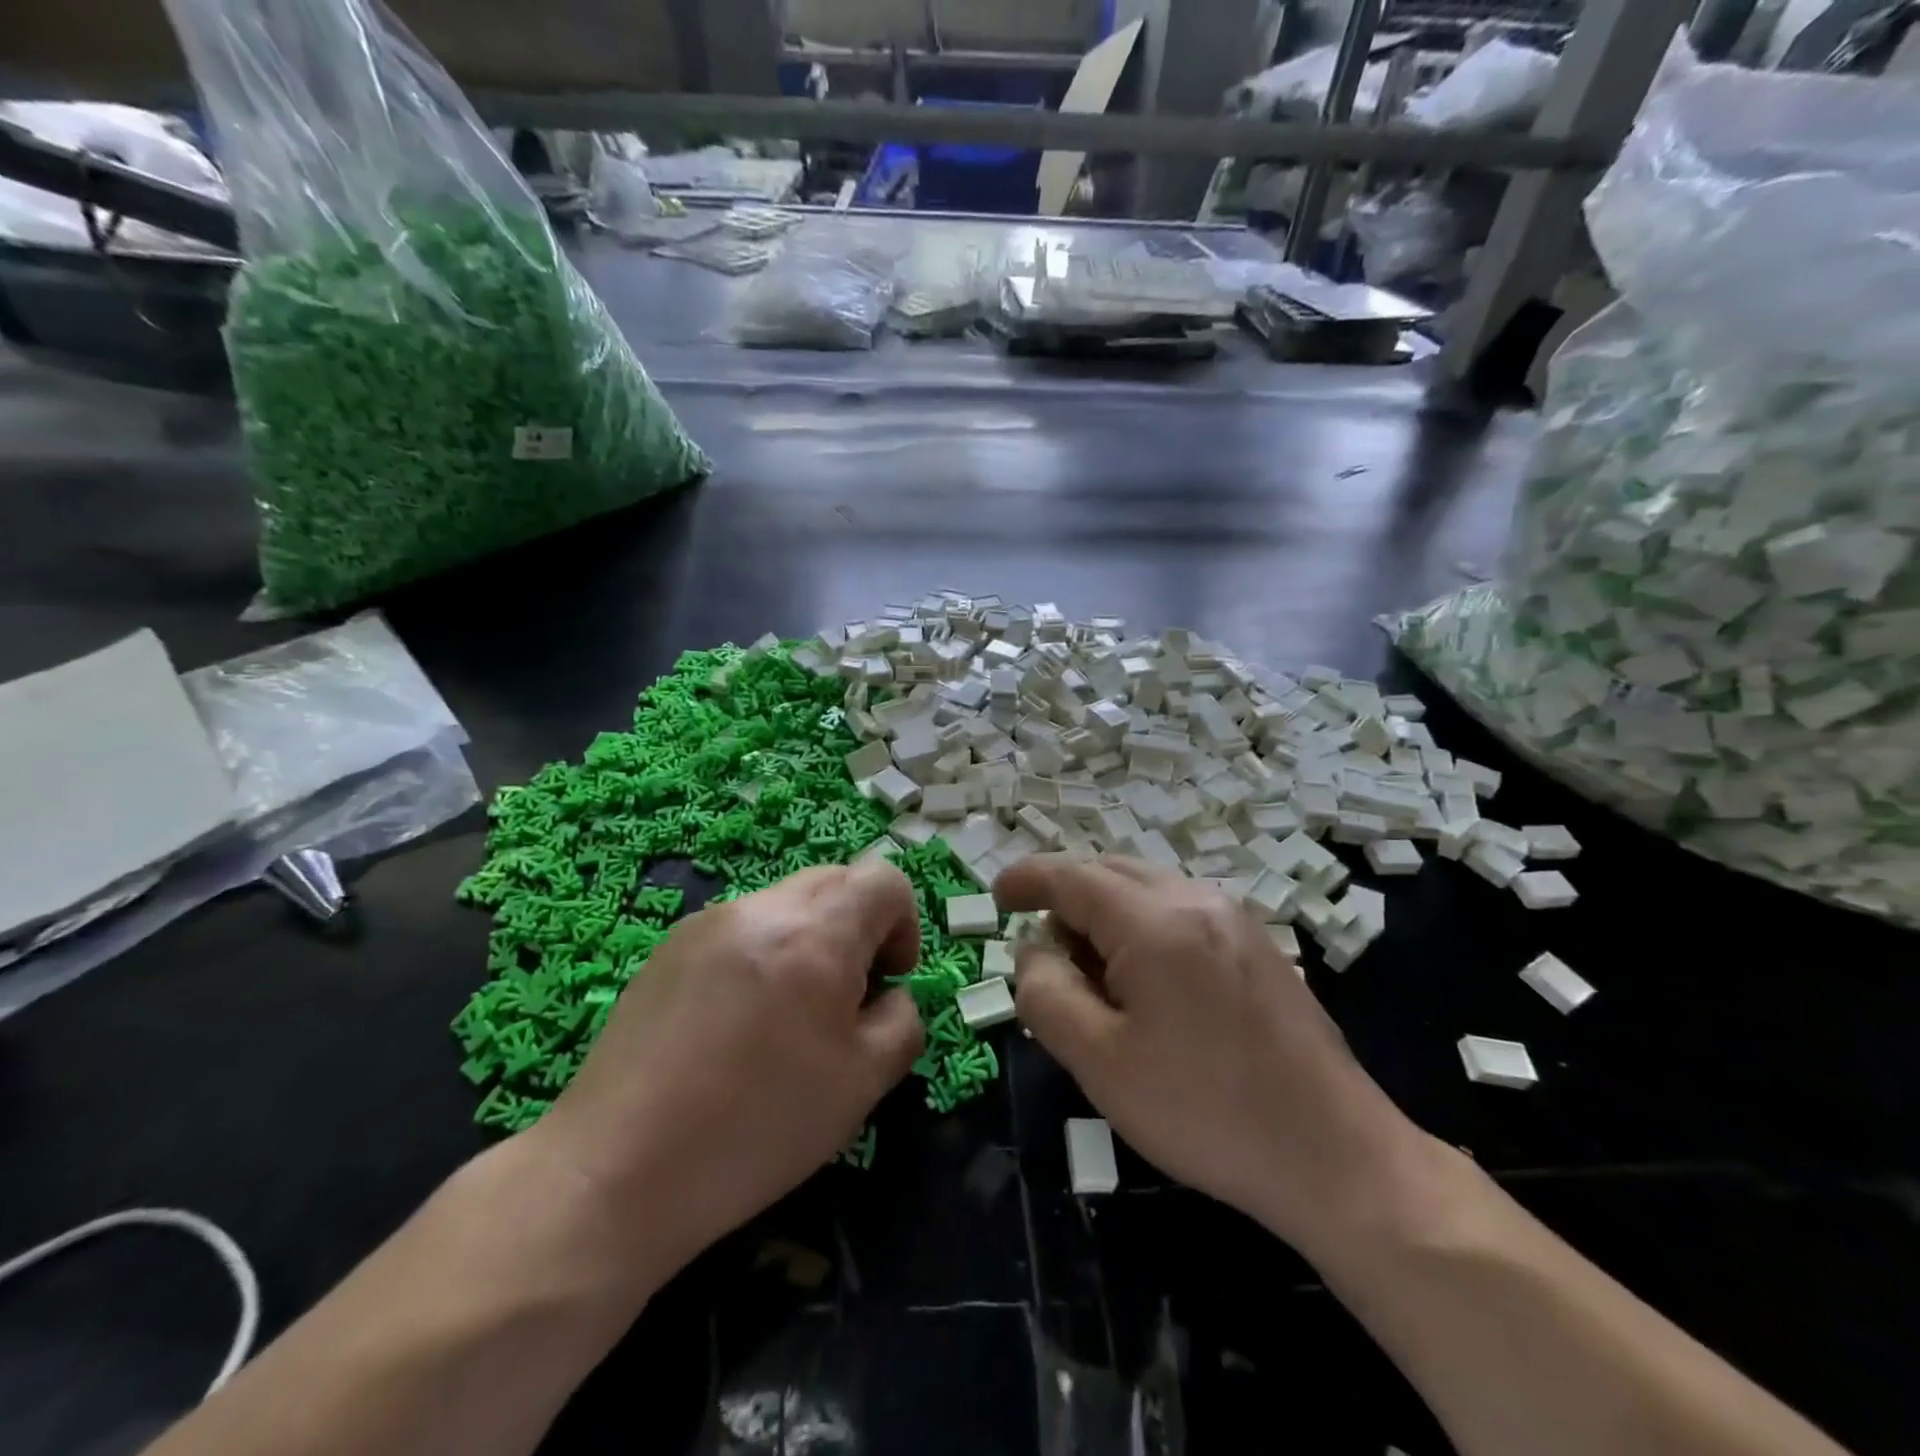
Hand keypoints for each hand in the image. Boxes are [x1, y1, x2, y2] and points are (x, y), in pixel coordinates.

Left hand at [536, 863, 925, 1282]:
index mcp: (815, 933)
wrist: (616, 1170)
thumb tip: (888, 994)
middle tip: (845, 999)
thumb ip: (900, 1020)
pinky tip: (736, 1024)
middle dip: (859, 927)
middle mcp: (761, 908)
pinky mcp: (670, 946)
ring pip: (787, 903)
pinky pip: (743, 926)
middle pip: (837, 881)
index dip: (904, 923)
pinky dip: (763, 953)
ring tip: (786, 1016)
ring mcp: (708, 921)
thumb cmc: (756, 1127)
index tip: (887, 980)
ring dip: (810, 940)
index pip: (884, 880)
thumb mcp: (862, 1083)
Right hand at [994, 855, 1426, 1256]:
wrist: (1335, 1156)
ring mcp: (1235, 918)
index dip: (1027, 878)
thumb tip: (1033, 950)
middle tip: (1044, 955)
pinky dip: (1143, 928)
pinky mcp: (1258, 944)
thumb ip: (1047, 993)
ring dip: (1105, 916)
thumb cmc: (1205, 1111)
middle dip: (1066, 900)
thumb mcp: (1100, 1062)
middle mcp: (1198, 900)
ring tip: (1094, 979)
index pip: (1072, 876)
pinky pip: (1180, 911)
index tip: (997, 893)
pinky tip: (1146, 986)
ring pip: (1146, 890)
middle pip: (1110, 873)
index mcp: (1156, 921)